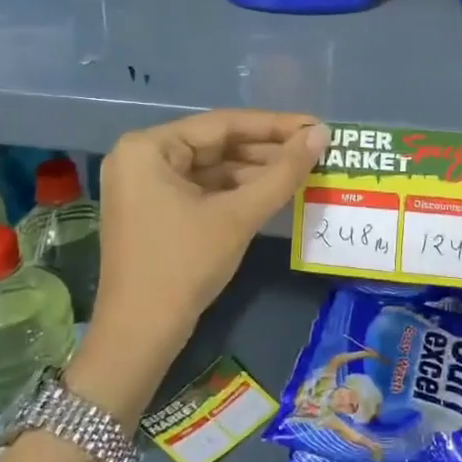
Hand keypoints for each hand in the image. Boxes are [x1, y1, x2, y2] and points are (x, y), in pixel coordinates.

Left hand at [87, 110, 328, 373]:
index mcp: (149, 147)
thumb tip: (321, 133)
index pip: (222, 124)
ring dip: (255, 172)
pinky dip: (236, 192)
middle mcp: (141, 157)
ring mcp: (145, 186)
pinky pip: (202, 189)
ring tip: (302, 170)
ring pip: (212, 168)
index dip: (274, 125)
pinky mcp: (154, 211)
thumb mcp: (238, 215)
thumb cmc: (184, 266)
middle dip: (266, 150)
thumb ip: (282, 172)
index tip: (316, 125)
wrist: (139, 337)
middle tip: (314, 150)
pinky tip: (272, 192)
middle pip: (216, 145)